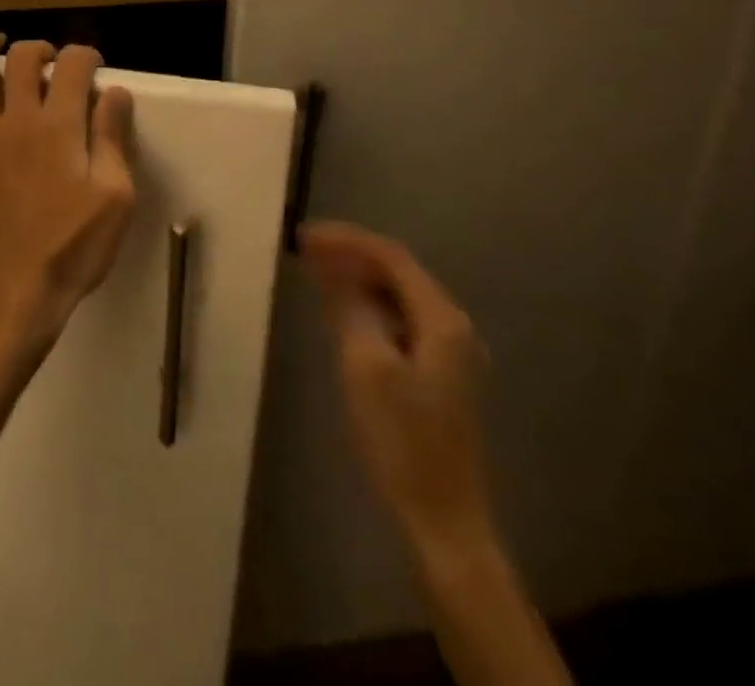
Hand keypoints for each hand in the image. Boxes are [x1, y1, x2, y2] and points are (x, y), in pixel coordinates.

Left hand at [0, 35, 136, 349]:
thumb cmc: (73, 246)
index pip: (72, 66)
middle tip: (54, 62)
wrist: (17, 289)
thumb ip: (112, 137)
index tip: (94, 66)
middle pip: (22, 59)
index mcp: (58, 126)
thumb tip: (114, 91)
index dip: (86, 56)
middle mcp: (16, 119)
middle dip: (42, 48)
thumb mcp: (115, 195)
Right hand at [299, 222, 494, 559]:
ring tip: (314, 271)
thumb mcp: (366, 366)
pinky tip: (340, 310)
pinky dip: (366, 305)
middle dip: (350, 255)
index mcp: (441, 321)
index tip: (303, 236)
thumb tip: (332, 267)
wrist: (442, 519)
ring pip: (396, 295)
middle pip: (396, 272)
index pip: (391, 257)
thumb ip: (350, 308)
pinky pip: (397, 319)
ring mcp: (447, 352)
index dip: (346, 240)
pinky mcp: (435, 374)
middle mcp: (451, 328)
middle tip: (304, 250)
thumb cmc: (402, 439)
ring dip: (356, 278)